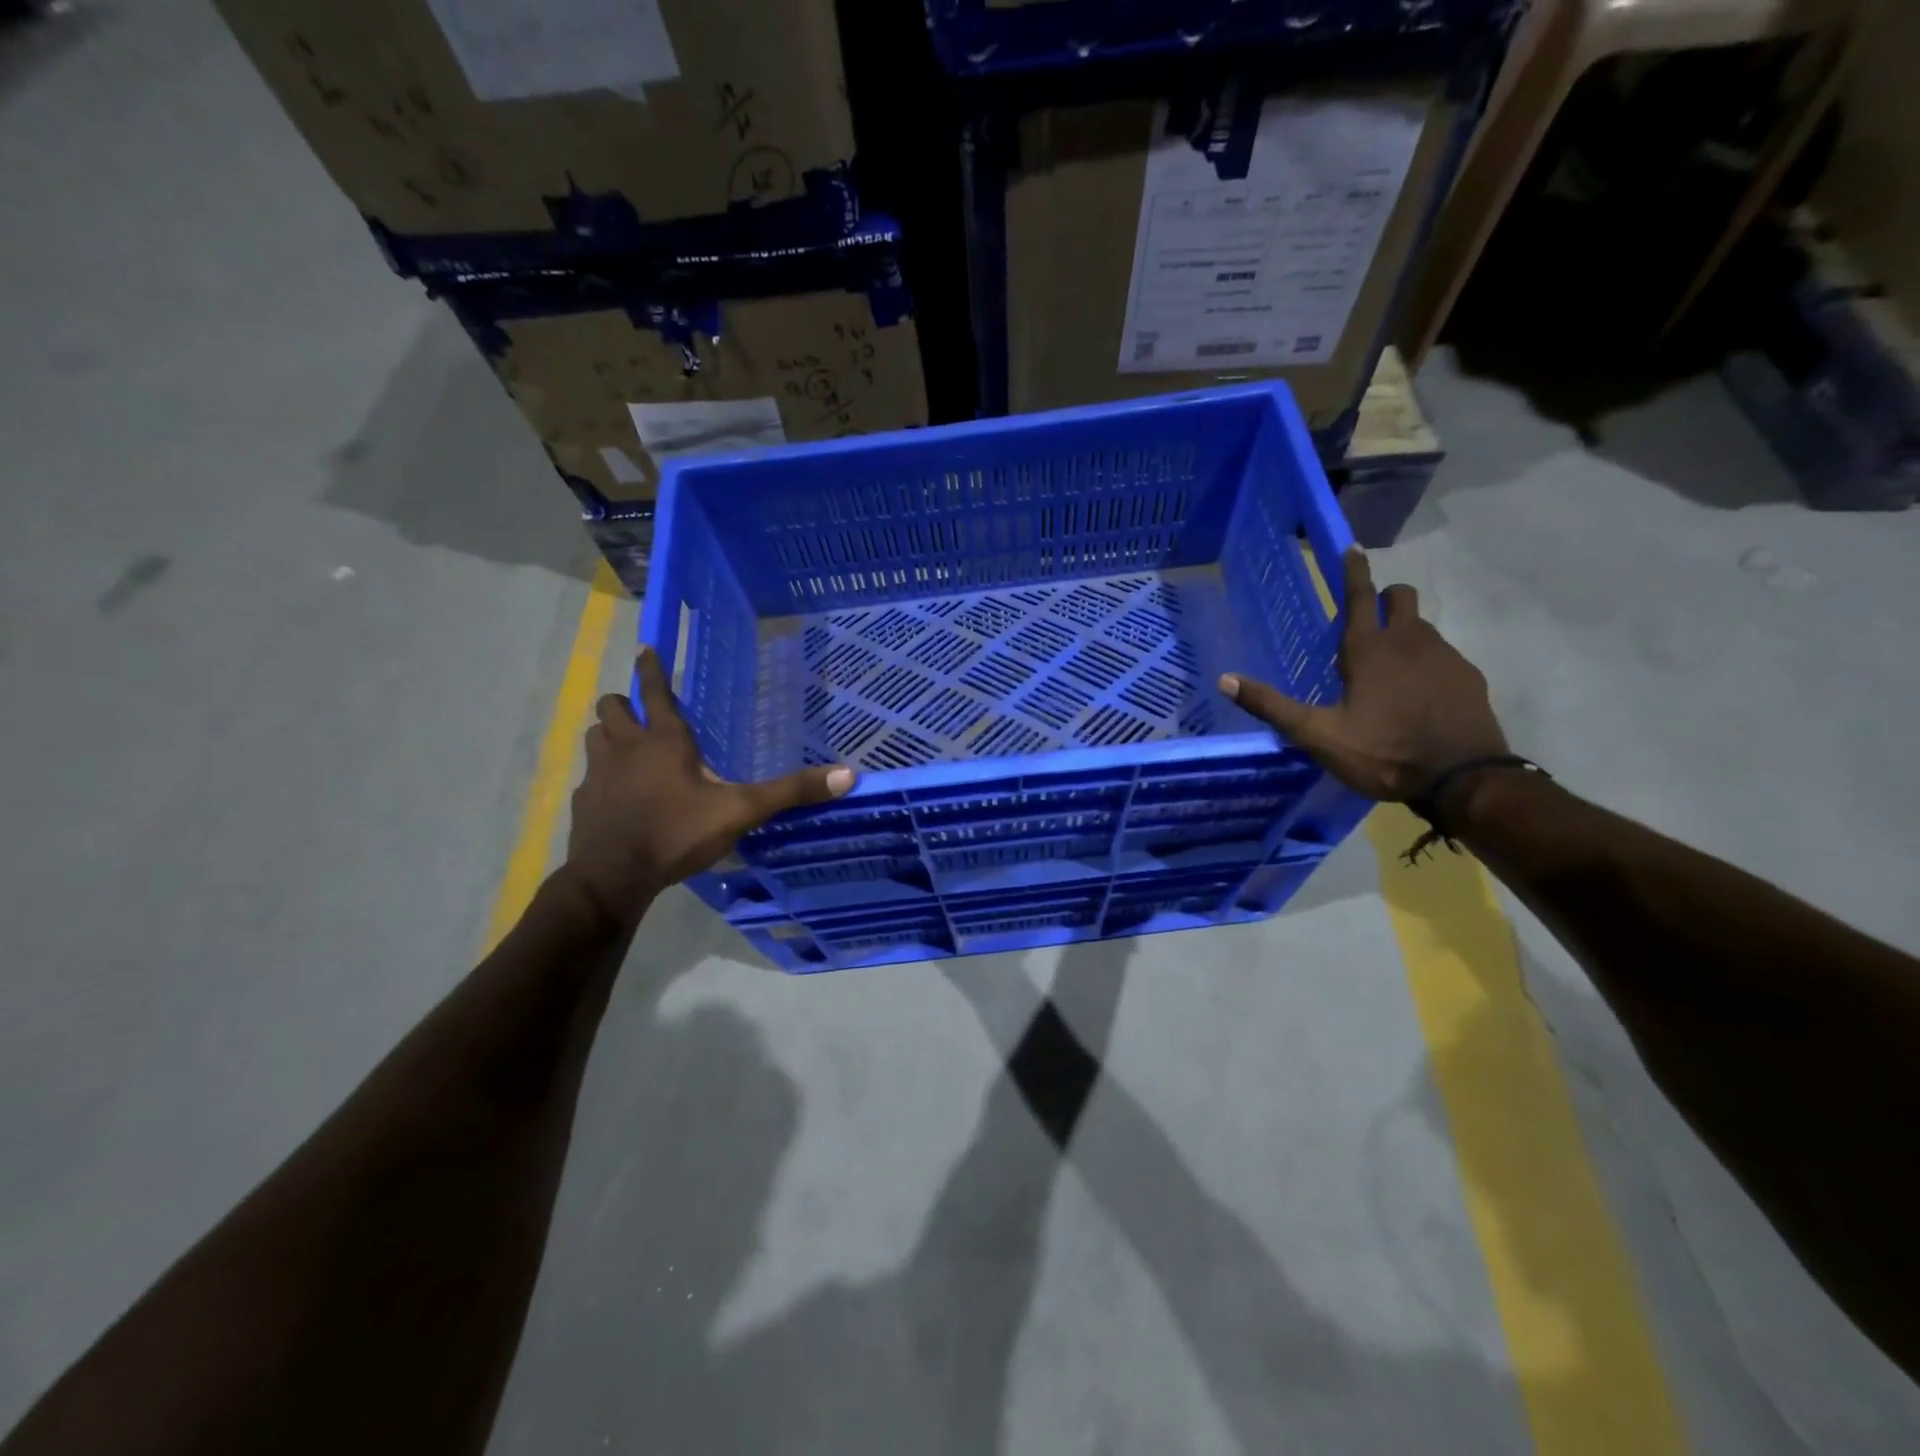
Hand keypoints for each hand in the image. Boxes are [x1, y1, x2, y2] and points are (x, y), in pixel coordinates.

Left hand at [561, 648, 854, 923]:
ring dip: (609, 734)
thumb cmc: (677, 833)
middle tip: (642, 713)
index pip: (655, 691)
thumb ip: (790, 792)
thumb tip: (847, 774)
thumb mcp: (741, 811)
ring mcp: (599, 773)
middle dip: (625, 703)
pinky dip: (601, 775)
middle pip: (612, 706)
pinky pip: (589, 775)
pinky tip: (618, 796)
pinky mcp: (584, 800)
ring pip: (595, 735)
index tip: (645, 650)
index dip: (652, 668)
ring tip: (628, 748)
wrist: (613, 878)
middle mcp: (626, 747)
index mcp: (664, 741)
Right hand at [1219, 548, 1506, 802]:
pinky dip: (1428, 661)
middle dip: (1386, 597)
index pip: (1359, 597)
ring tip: (1390, 663)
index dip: (1353, 571)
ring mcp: (1445, 657)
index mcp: (1369, 650)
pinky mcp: (1468, 678)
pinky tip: (1420, 692)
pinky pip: (1444, 655)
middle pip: (1401, 598)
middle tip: (1370, 616)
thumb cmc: (1383, 752)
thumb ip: (1272, 706)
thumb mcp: (1317, 734)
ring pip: (1423, 627)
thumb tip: (1225, 680)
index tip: (1351, 547)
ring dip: (1405, 631)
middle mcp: (1410, 642)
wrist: (1463, 778)